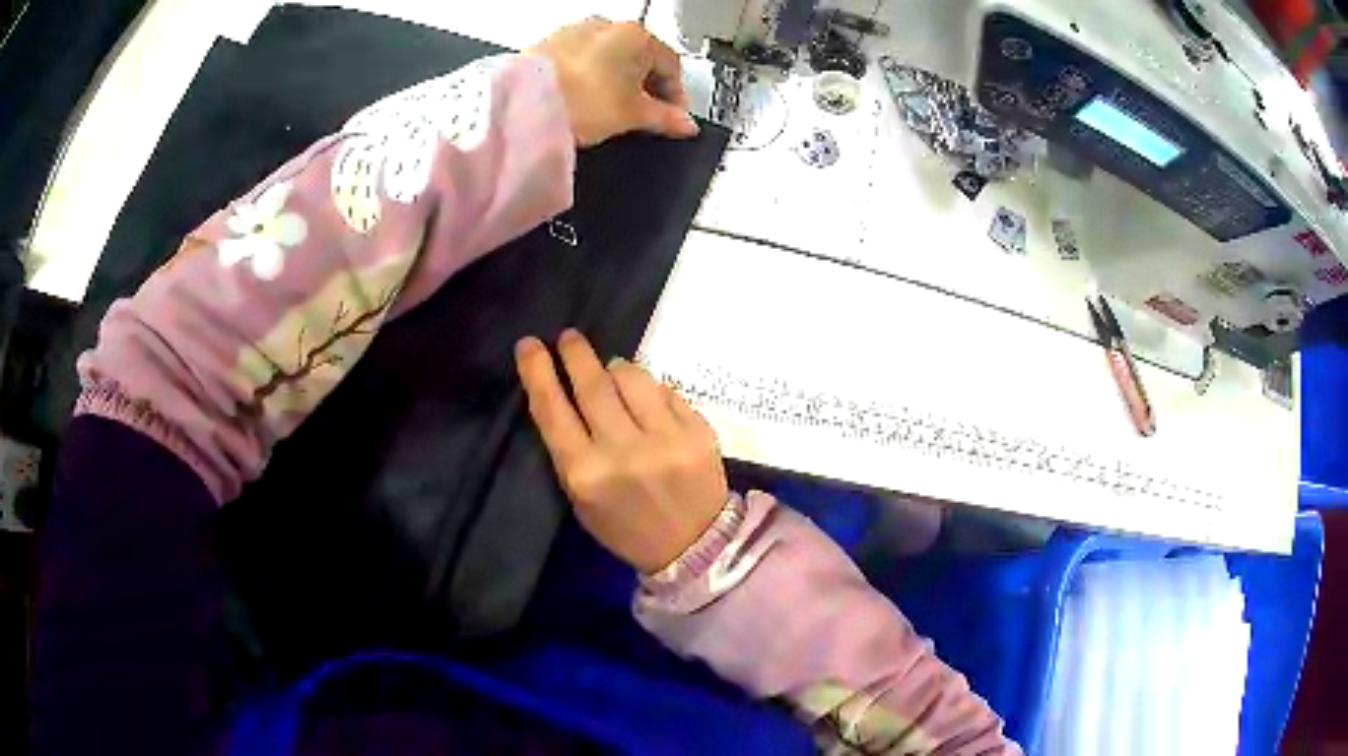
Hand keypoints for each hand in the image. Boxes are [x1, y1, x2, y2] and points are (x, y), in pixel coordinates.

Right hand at [515, 329, 727, 572]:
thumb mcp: (582, 498)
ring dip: (616, 368)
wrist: (693, 546)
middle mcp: (624, 452)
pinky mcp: (698, 432)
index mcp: (586, 474)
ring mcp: (666, 440)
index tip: (529, 345)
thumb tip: (569, 391)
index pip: (552, 409)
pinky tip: (647, 399)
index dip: (537, 372)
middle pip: (593, 384)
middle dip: (576, 353)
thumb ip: (571, 447)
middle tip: (569, 337)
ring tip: (612, 372)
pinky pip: (665, 390)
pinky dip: (650, 388)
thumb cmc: (627, 526)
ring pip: (632, 376)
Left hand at [529, 18, 699, 146]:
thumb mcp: (633, 115)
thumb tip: (682, 123)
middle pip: (640, 59)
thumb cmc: (575, 98)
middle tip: (645, 118)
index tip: (673, 118)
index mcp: (637, 35)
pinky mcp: (550, 47)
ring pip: (609, 59)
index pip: (672, 66)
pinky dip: (589, 80)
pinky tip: (584, 103)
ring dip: (616, 84)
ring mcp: (575, 33)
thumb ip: (666, 118)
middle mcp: (607, 26)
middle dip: (646, 89)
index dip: (676, 97)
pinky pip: (581, 63)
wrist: (521, 104)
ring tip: (611, 114)